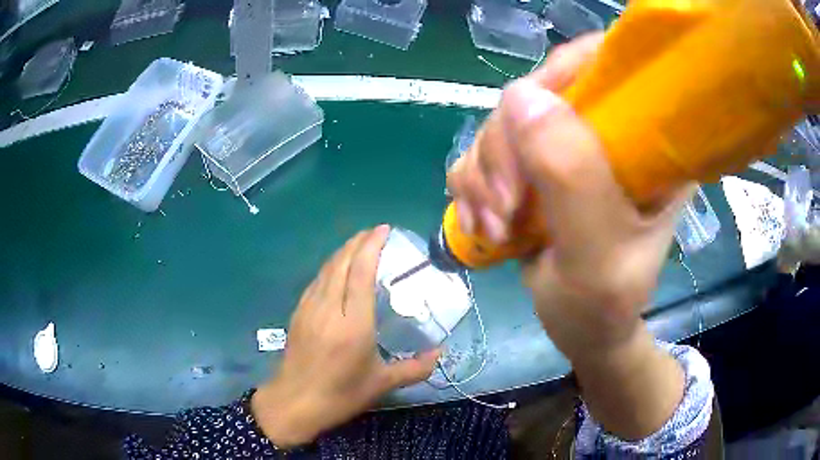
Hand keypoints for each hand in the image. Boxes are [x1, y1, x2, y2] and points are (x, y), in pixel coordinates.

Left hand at [251, 226, 439, 447]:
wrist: (294, 403)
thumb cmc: (340, 395)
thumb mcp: (381, 384)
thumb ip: (415, 368)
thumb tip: (439, 353)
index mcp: (353, 324)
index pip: (360, 273)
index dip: (371, 246)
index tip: (384, 230)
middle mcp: (329, 309)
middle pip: (341, 263)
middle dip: (357, 242)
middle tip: (375, 232)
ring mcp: (309, 309)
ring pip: (326, 269)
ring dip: (342, 252)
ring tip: (358, 244)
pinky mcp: (298, 314)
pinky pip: (316, 281)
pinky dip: (329, 267)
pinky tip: (336, 269)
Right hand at [447, 34, 687, 438]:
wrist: (582, 331)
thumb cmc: (605, 305)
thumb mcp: (600, 254)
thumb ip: (572, 178)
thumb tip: (522, 96)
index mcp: (647, 142)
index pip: (606, 67)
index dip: (560, 72)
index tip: (527, 116)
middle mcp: (606, 134)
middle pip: (536, 93)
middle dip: (506, 148)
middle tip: (506, 207)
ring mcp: (566, 150)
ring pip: (500, 125)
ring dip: (483, 176)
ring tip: (495, 227)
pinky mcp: (533, 169)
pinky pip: (481, 154)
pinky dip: (471, 188)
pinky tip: (482, 226)